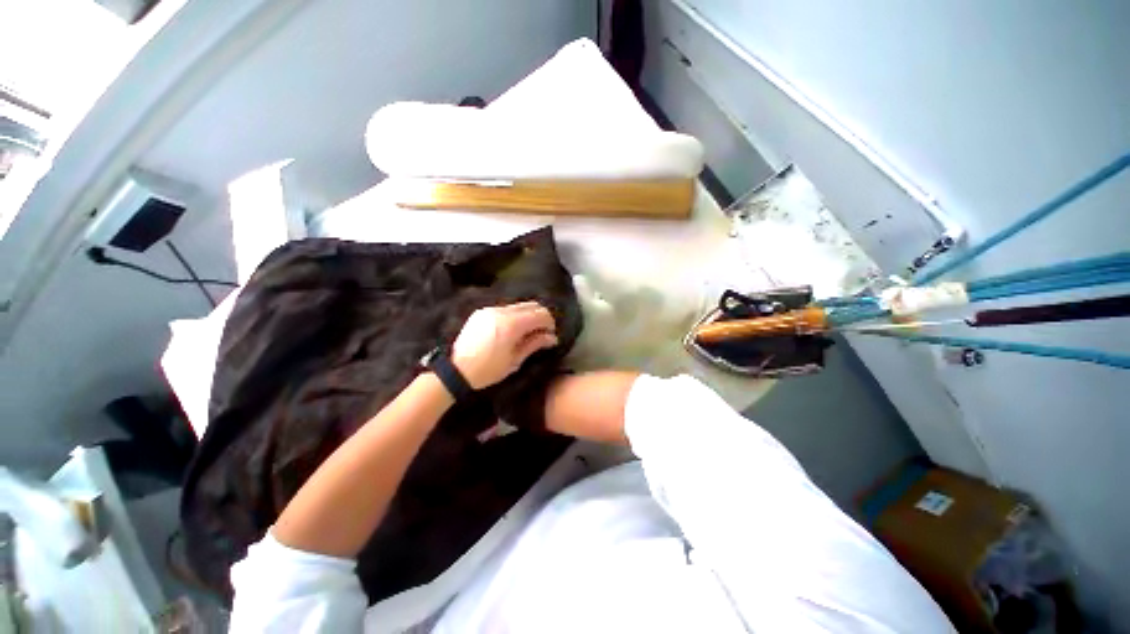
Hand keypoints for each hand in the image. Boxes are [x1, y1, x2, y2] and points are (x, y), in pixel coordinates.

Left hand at [452, 302, 558, 388]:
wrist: (456, 370)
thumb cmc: (489, 370)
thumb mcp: (515, 360)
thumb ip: (535, 344)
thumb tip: (552, 338)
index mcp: (512, 324)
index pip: (540, 314)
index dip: (550, 323)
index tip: (551, 335)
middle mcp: (502, 311)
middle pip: (531, 305)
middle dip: (541, 316)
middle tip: (542, 332)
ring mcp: (490, 309)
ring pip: (518, 305)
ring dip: (528, 315)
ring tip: (528, 331)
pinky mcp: (482, 312)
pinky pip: (505, 308)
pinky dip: (514, 315)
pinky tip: (512, 330)